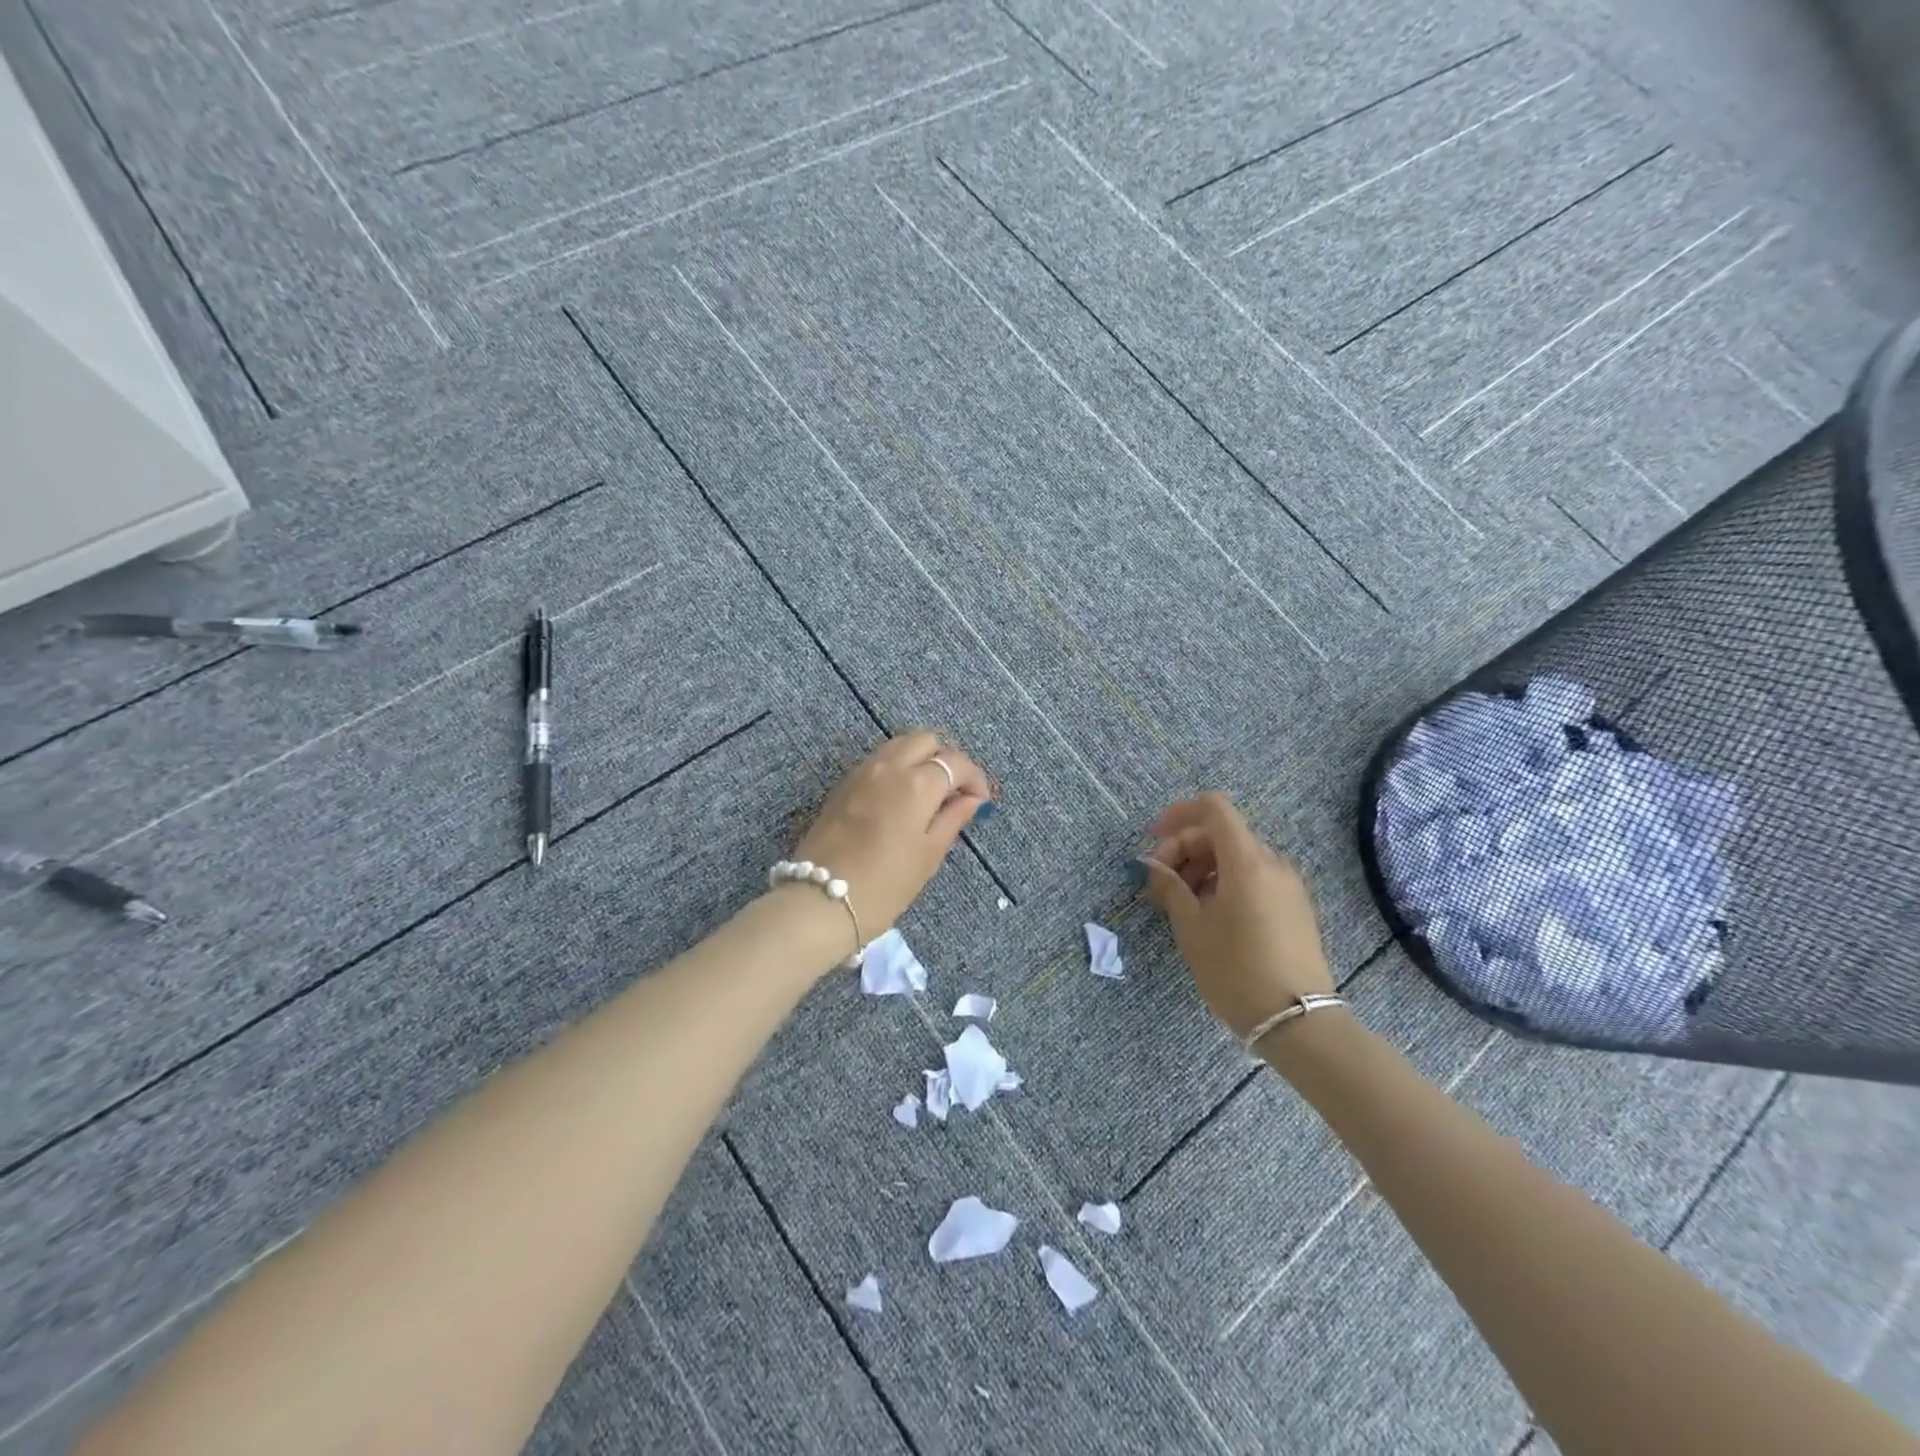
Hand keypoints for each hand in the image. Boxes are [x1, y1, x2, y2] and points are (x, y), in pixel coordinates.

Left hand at [787, 730, 991, 935]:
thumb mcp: (929, 854)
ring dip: (920, 759)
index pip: (955, 762)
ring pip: (899, 745)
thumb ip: (953, 818)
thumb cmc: (885, 885)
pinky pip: (878, 760)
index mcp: (917, 783)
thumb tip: (971, 799)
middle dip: (946, 759)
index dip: (974, 778)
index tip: (980, 801)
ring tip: (929, 794)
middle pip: (926, 740)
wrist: (820, 901)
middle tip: (954, 792)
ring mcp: (861, 772)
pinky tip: (901, 799)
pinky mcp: (843, 785)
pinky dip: (897, 767)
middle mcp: (889, 766)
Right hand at [1139, 792, 1333, 1038]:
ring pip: (1237, 856)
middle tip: (1160, 882)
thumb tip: (1154, 865)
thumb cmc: (1236, 971)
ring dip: (1203, 866)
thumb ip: (1170, 888)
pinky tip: (1210, 914)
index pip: (1214, 808)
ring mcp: (1288, 885)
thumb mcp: (1192, 929)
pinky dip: (1225, 881)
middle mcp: (1272, 863)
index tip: (1154, 839)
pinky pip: (1254, 877)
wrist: (1299, 1023)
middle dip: (1185, 848)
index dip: (1179, 814)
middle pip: (1222, 833)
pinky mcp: (1295, 906)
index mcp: (1247, 861)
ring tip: (1181, 902)